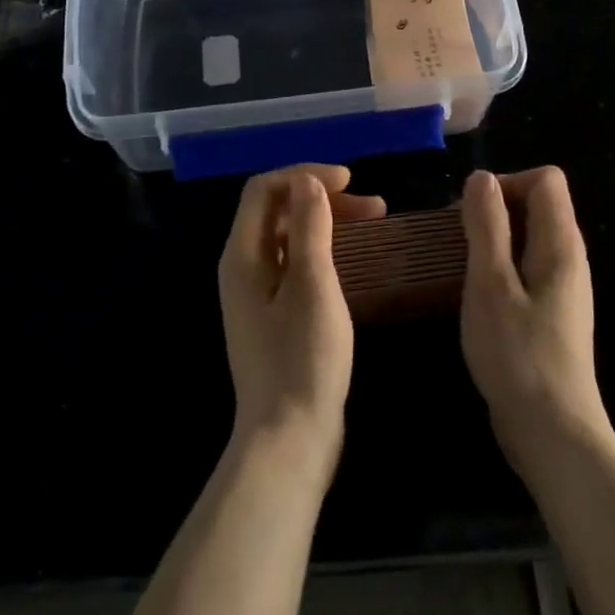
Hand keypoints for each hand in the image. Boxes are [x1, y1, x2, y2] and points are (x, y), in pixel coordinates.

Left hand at [218, 165, 384, 480]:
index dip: (305, 175)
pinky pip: (295, 262)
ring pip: (288, 235)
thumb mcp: (313, 285)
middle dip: (321, 196)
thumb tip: (307, 181)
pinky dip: (322, 248)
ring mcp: (257, 293)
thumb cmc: (303, 359)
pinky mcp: (273, 315)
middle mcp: (243, 267)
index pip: (264, 189)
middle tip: (372, 205)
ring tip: (372, 221)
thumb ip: (308, 227)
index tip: (349, 181)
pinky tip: (352, 257)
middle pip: (276, 209)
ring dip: (326, 220)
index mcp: (242, 255)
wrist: (289, 439)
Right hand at [460, 167, 612, 478]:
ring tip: (461, 264)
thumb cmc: (518, 355)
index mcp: (561, 244)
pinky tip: (477, 294)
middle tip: (458, 238)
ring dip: (494, 237)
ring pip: (530, 235)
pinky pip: (527, 265)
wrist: (553, 434)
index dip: (507, 183)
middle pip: (539, 203)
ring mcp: (562, 287)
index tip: (473, 213)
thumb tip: (482, 177)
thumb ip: (487, 226)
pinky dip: (501, 265)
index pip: (546, 179)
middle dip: (496, 208)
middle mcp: (569, 258)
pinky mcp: (551, 312)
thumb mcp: (490, 284)